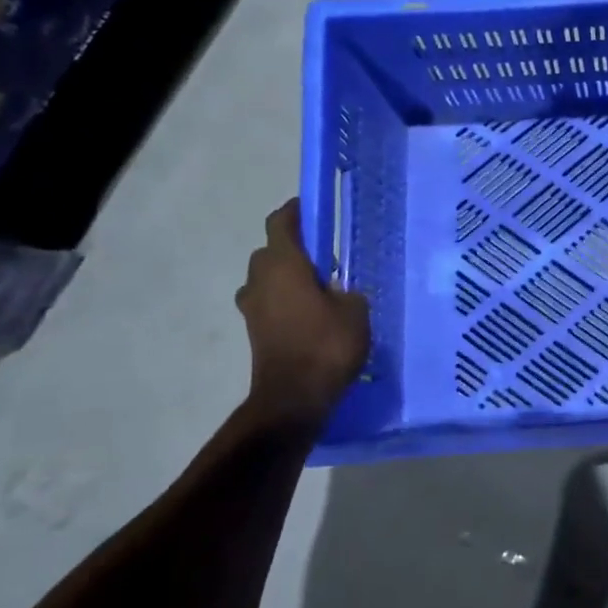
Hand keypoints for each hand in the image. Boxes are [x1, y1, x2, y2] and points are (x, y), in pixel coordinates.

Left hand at [236, 200, 369, 422]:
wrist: (294, 398)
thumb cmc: (326, 344)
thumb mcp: (355, 311)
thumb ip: (347, 292)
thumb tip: (338, 292)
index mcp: (283, 263)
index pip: (281, 222)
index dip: (295, 211)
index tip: (313, 209)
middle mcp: (260, 279)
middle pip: (271, 251)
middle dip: (294, 249)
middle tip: (325, 257)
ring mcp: (252, 307)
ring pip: (267, 278)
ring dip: (287, 277)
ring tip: (318, 288)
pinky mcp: (254, 331)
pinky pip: (269, 303)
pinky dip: (284, 301)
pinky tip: (310, 315)